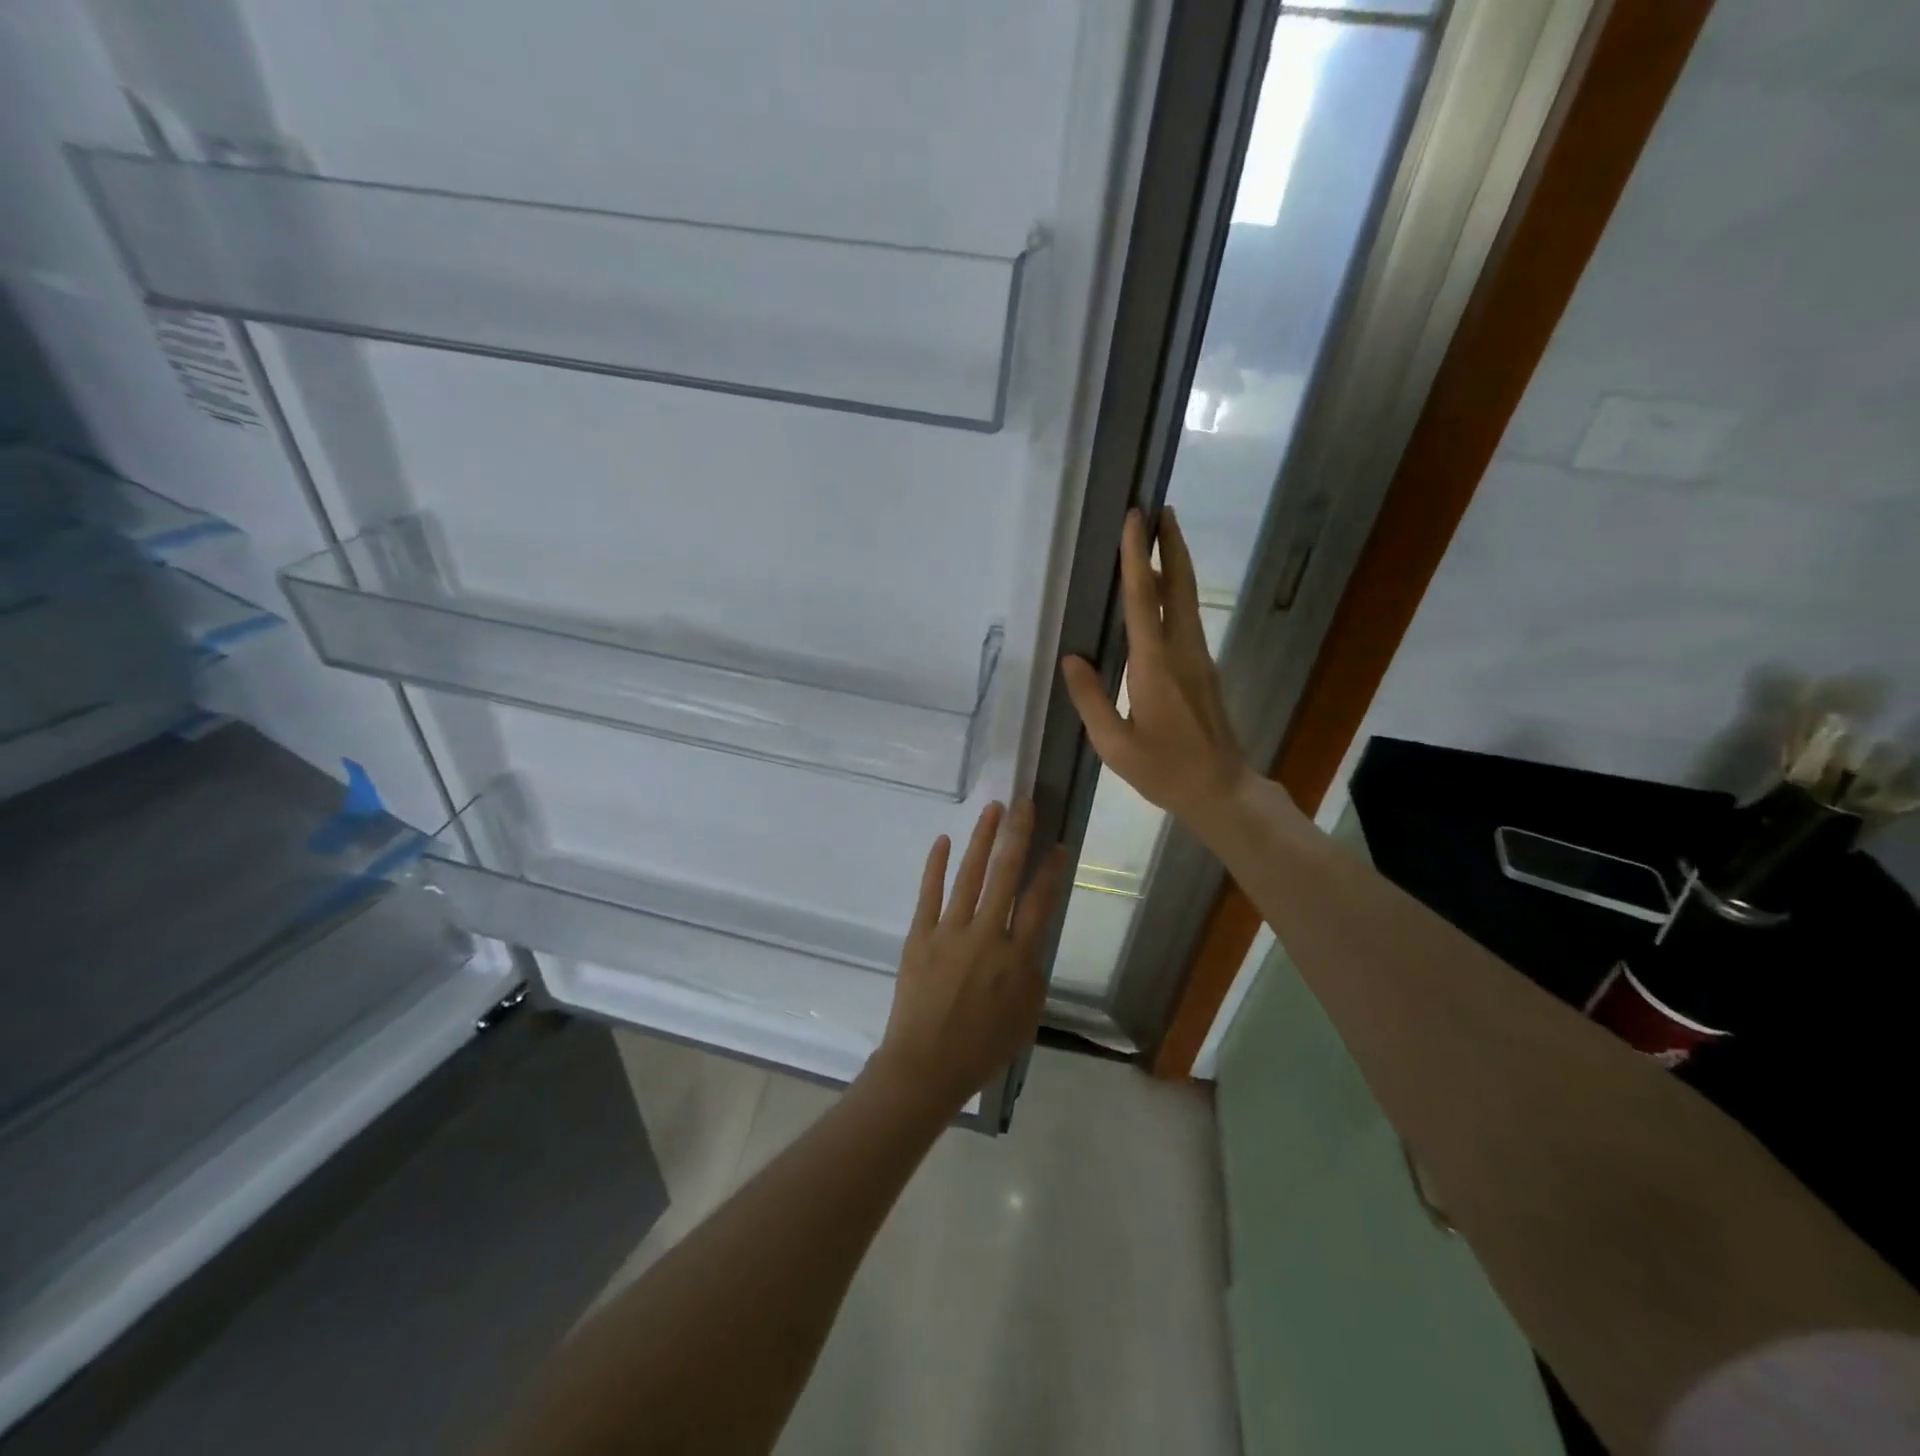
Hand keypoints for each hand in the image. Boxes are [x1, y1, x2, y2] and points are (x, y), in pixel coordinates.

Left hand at [871, 800, 1067, 1114]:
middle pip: (1005, 875)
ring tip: (993, 809)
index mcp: (1017, 959)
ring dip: (982, 839)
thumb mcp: (1026, 1017)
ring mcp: (949, 932)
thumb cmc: (982, 1049)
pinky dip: (936, 865)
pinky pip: (929, 893)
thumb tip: (1028, 940)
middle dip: (1017, 835)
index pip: (1039, 903)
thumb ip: (1031, 973)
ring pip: (970, 875)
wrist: (925, 1066)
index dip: (1051, 871)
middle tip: (1024, 804)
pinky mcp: (920, 935)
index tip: (1059, 845)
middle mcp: (986, 936)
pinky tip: (944, 840)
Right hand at [1062, 508, 1252, 828]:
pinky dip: (1173, 593)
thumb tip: (1071, 659)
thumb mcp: (1115, 745)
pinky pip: (1186, 619)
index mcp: (1155, 666)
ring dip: (1174, 564)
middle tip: (1160, 508)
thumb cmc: (1164, 770)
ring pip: (1186, 600)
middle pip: (1178, 587)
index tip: (1135, 519)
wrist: (1221, 790)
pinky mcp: (1203, 669)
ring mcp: (1198, 659)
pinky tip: (1160, 592)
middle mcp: (1182, 652)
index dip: (1137, 557)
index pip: (1143, 600)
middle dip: (1170, 545)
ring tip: (1161, 535)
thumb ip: (1091, 699)